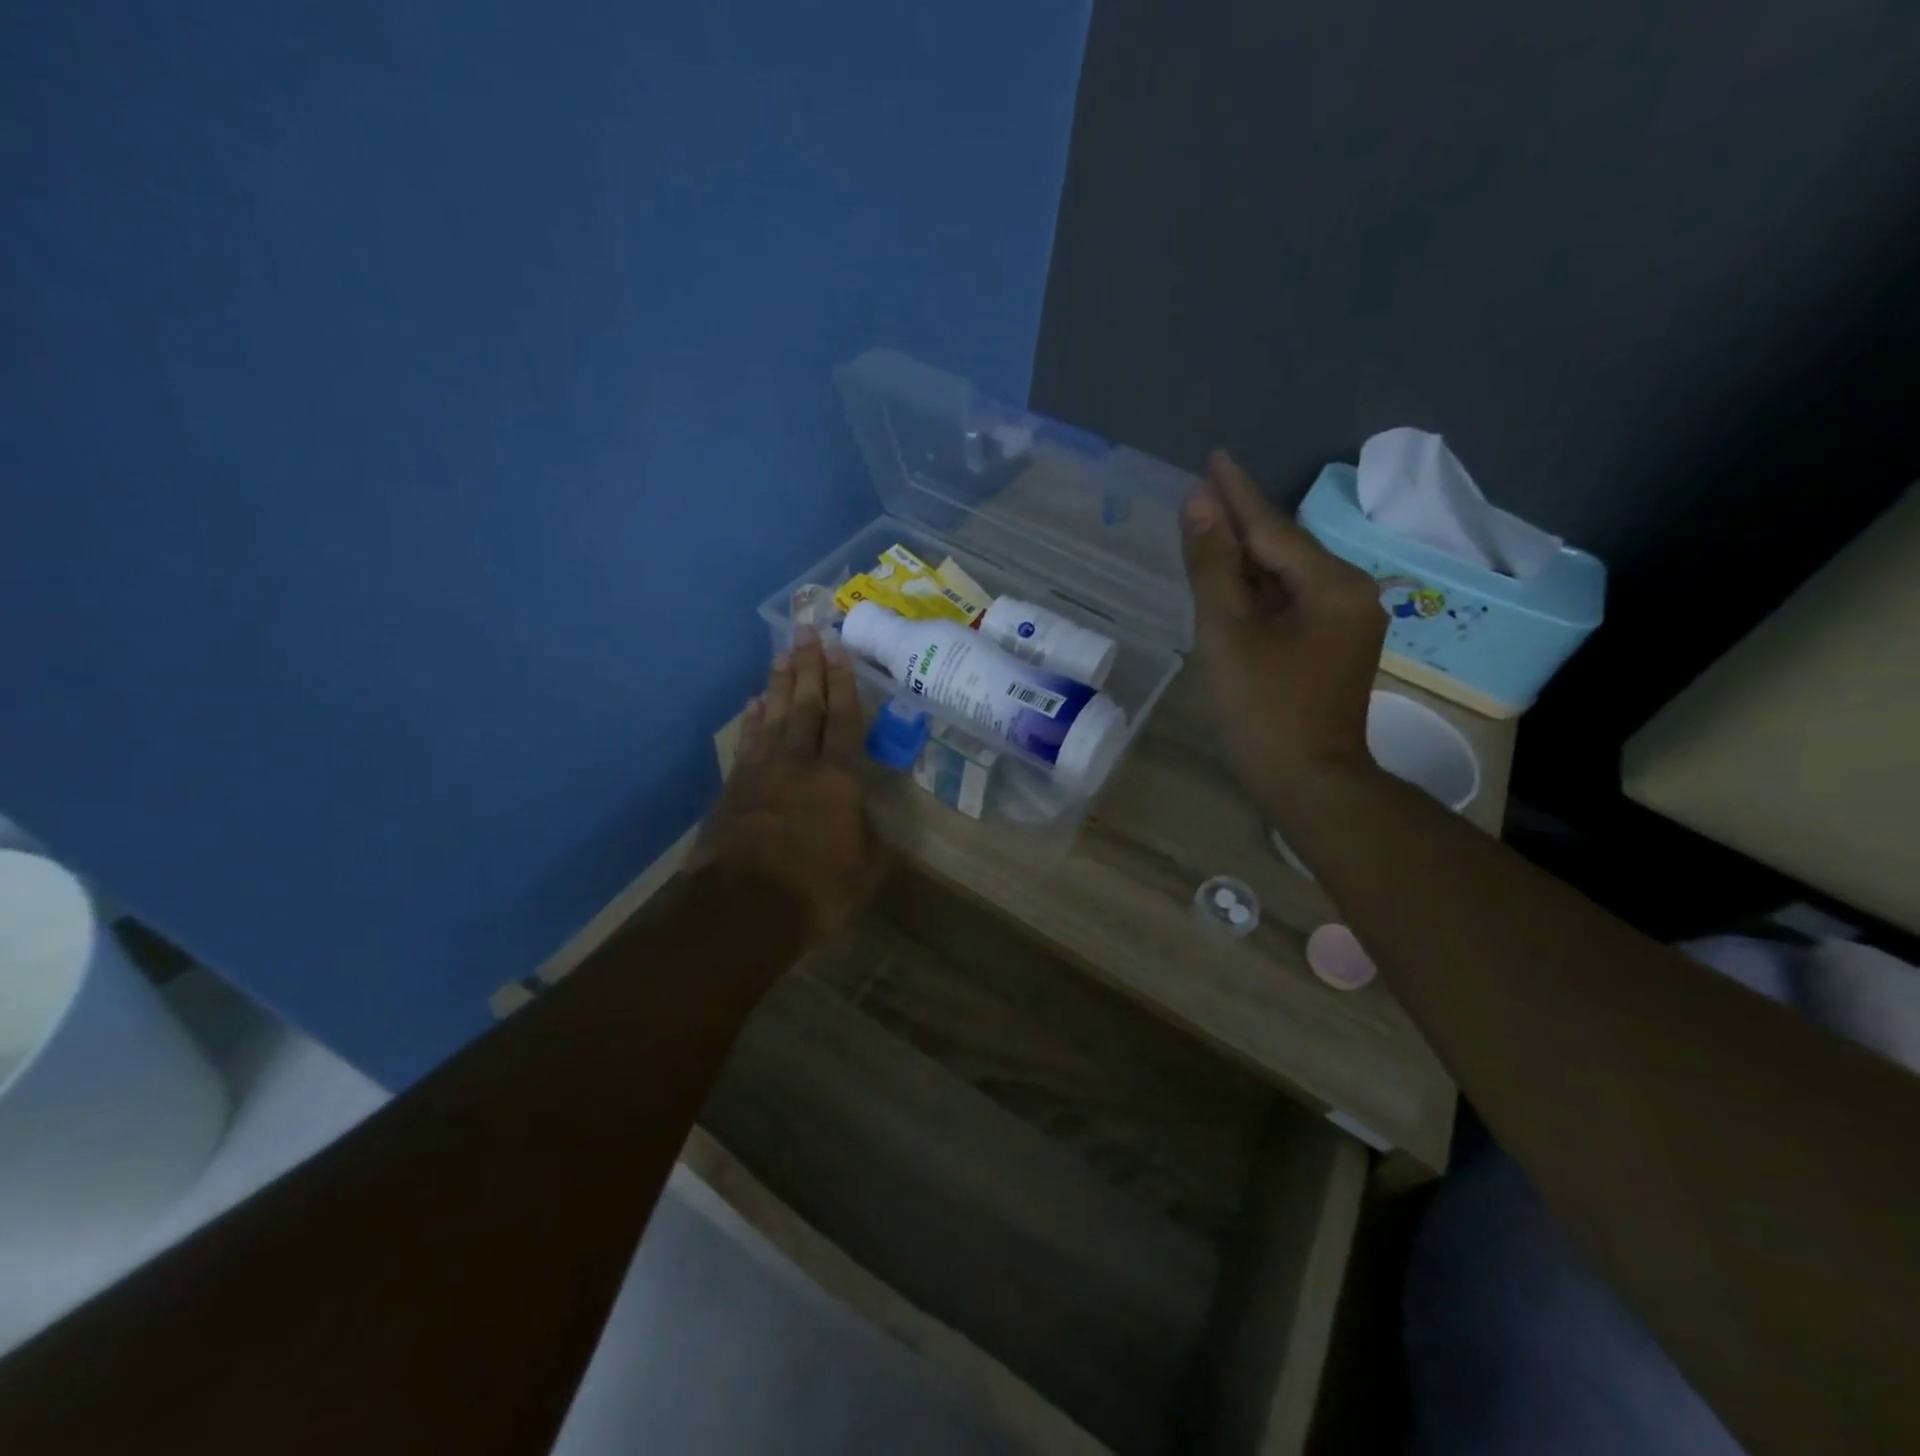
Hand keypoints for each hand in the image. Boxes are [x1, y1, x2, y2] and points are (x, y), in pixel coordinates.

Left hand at [695, 627, 889, 943]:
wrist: (740, 909)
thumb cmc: (815, 889)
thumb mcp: (865, 869)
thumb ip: (868, 836)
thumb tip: (861, 818)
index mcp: (837, 777)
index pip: (843, 719)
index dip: (843, 683)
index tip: (838, 649)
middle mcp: (798, 762)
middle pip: (805, 705)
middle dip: (809, 666)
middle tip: (807, 630)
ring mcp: (761, 772)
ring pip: (774, 715)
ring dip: (781, 682)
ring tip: (783, 653)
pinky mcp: (734, 788)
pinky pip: (747, 741)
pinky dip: (753, 719)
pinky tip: (754, 702)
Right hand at [1180, 450, 1386, 820]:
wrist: (1308, 782)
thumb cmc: (1264, 709)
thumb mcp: (1229, 633)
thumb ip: (1213, 566)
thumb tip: (1198, 504)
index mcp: (1332, 585)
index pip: (1272, 527)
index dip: (1237, 493)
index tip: (1213, 455)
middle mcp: (1349, 594)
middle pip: (1282, 548)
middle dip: (1240, 521)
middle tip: (1202, 489)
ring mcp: (1344, 623)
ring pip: (1285, 576)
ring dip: (1245, 556)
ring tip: (1208, 527)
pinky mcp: (1331, 647)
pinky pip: (1288, 603)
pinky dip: (1256, 590)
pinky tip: (1231, 581)